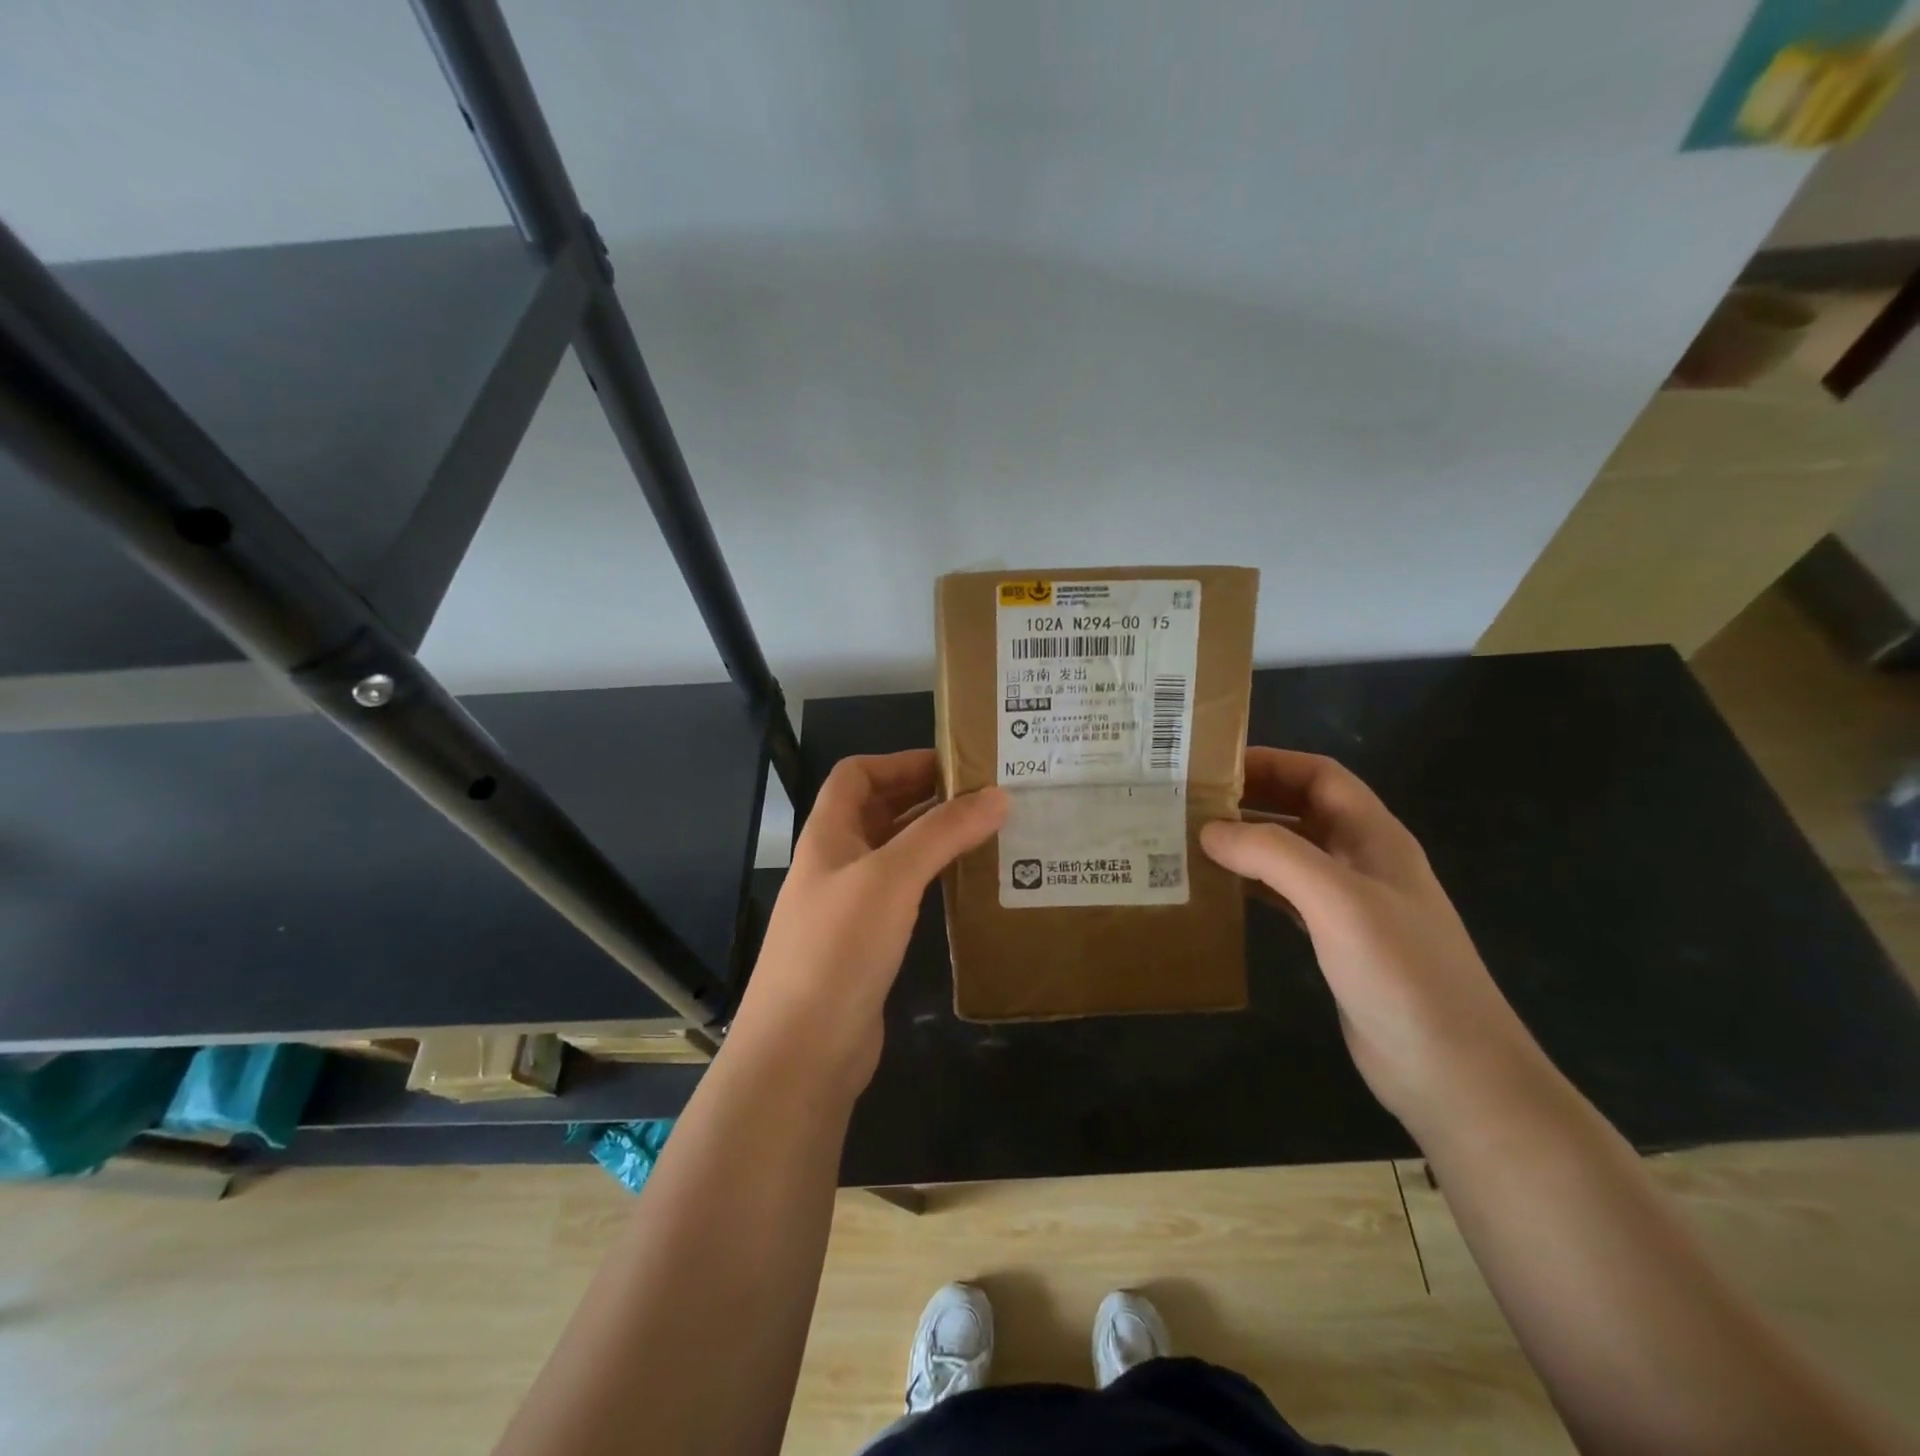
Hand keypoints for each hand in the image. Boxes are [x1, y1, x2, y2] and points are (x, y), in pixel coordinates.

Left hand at [729, 751, 1005, 1096]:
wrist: (802, 1051)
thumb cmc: (838, 948)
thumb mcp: (891, 877)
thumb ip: (942, 833)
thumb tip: (998, 795)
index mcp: (829, 835)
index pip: (856, 774)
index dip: (900, 761)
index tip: (955, 766)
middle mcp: (837, 863)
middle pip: (880, 811)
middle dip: (927, 797)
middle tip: (987, 797)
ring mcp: (851, 906)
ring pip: (896, 854)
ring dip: (936, 839)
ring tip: (990, 834)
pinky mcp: (869, 944)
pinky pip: (905, 895)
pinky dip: (935, 881)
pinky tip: (970, 886)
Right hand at [1201, 748, 1546, 1133]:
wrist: (1453, 1075)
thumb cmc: (1402, 975)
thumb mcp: (1339, 902)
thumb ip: (1274, 856)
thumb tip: (1209, 829)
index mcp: (1374, 837)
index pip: (1320, 776)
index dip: (1271, 761)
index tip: (1212, 765)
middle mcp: (1363, 861)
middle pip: (1302, 809)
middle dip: (1251, 798)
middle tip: (1190, 801)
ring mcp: (1350, 904)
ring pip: (1290, 854)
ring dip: (1246, 842)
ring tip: (1191, 840)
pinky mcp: (1336, 942)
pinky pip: (1285, 896)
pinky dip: (1252, 884)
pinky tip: (1218, 890)